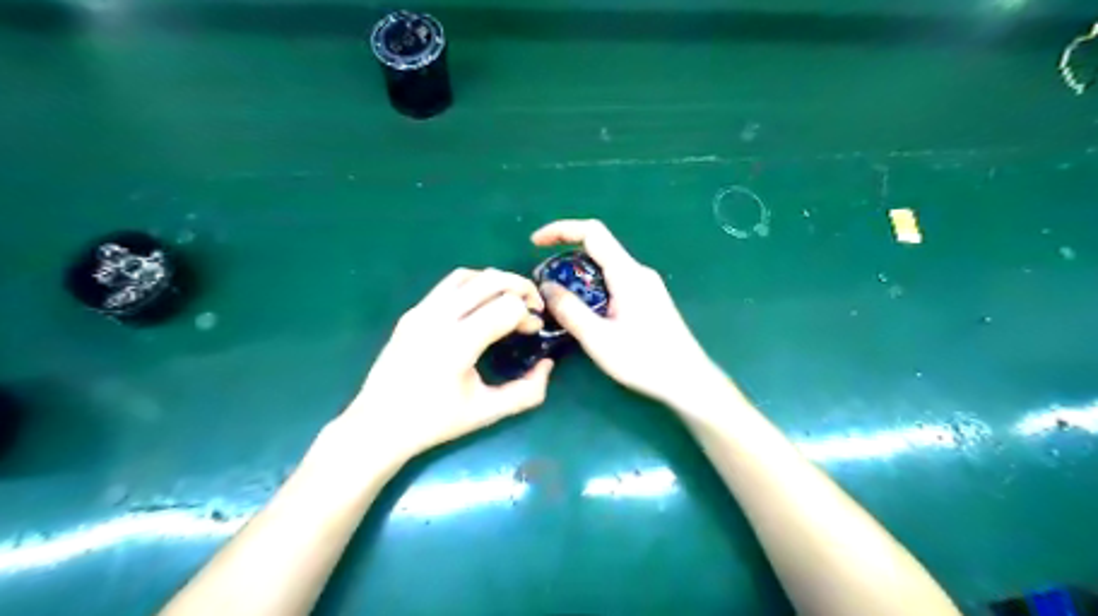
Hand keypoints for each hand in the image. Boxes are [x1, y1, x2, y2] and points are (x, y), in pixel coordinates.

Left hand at [340, 268, 554, 463]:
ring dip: (496, 281)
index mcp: (458, 344)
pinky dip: (474, 285)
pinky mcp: (412, 312)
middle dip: (520, 287)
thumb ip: (527, 392)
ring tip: (509, 300)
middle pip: (491, 280)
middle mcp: (439, 318)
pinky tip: (480, 305)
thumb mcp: (487, 412)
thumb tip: (548, 364)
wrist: (377, 425)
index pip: (507, 306)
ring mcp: (422, 311)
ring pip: (469, 275)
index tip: (533, 332)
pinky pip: (449, 284)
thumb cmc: (434, 422)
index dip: (528, 315)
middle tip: (532, 306)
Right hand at [531, 223, 712, 403]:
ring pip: (605, 267)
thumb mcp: (599, 338)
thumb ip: (570, 310)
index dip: (561, 230)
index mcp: (627, 274)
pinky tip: (584, 311)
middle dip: (565, 256)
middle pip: (597, 248)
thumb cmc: (645, 360)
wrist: (688, 380)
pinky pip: (614, 281)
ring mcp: (646, 285)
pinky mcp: (648, 299)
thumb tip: (545, 286)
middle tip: (543, 281)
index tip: (535, 243)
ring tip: (558, 299)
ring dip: (578, 275)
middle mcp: (638, 272)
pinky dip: (592, 287)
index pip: (592, 232)